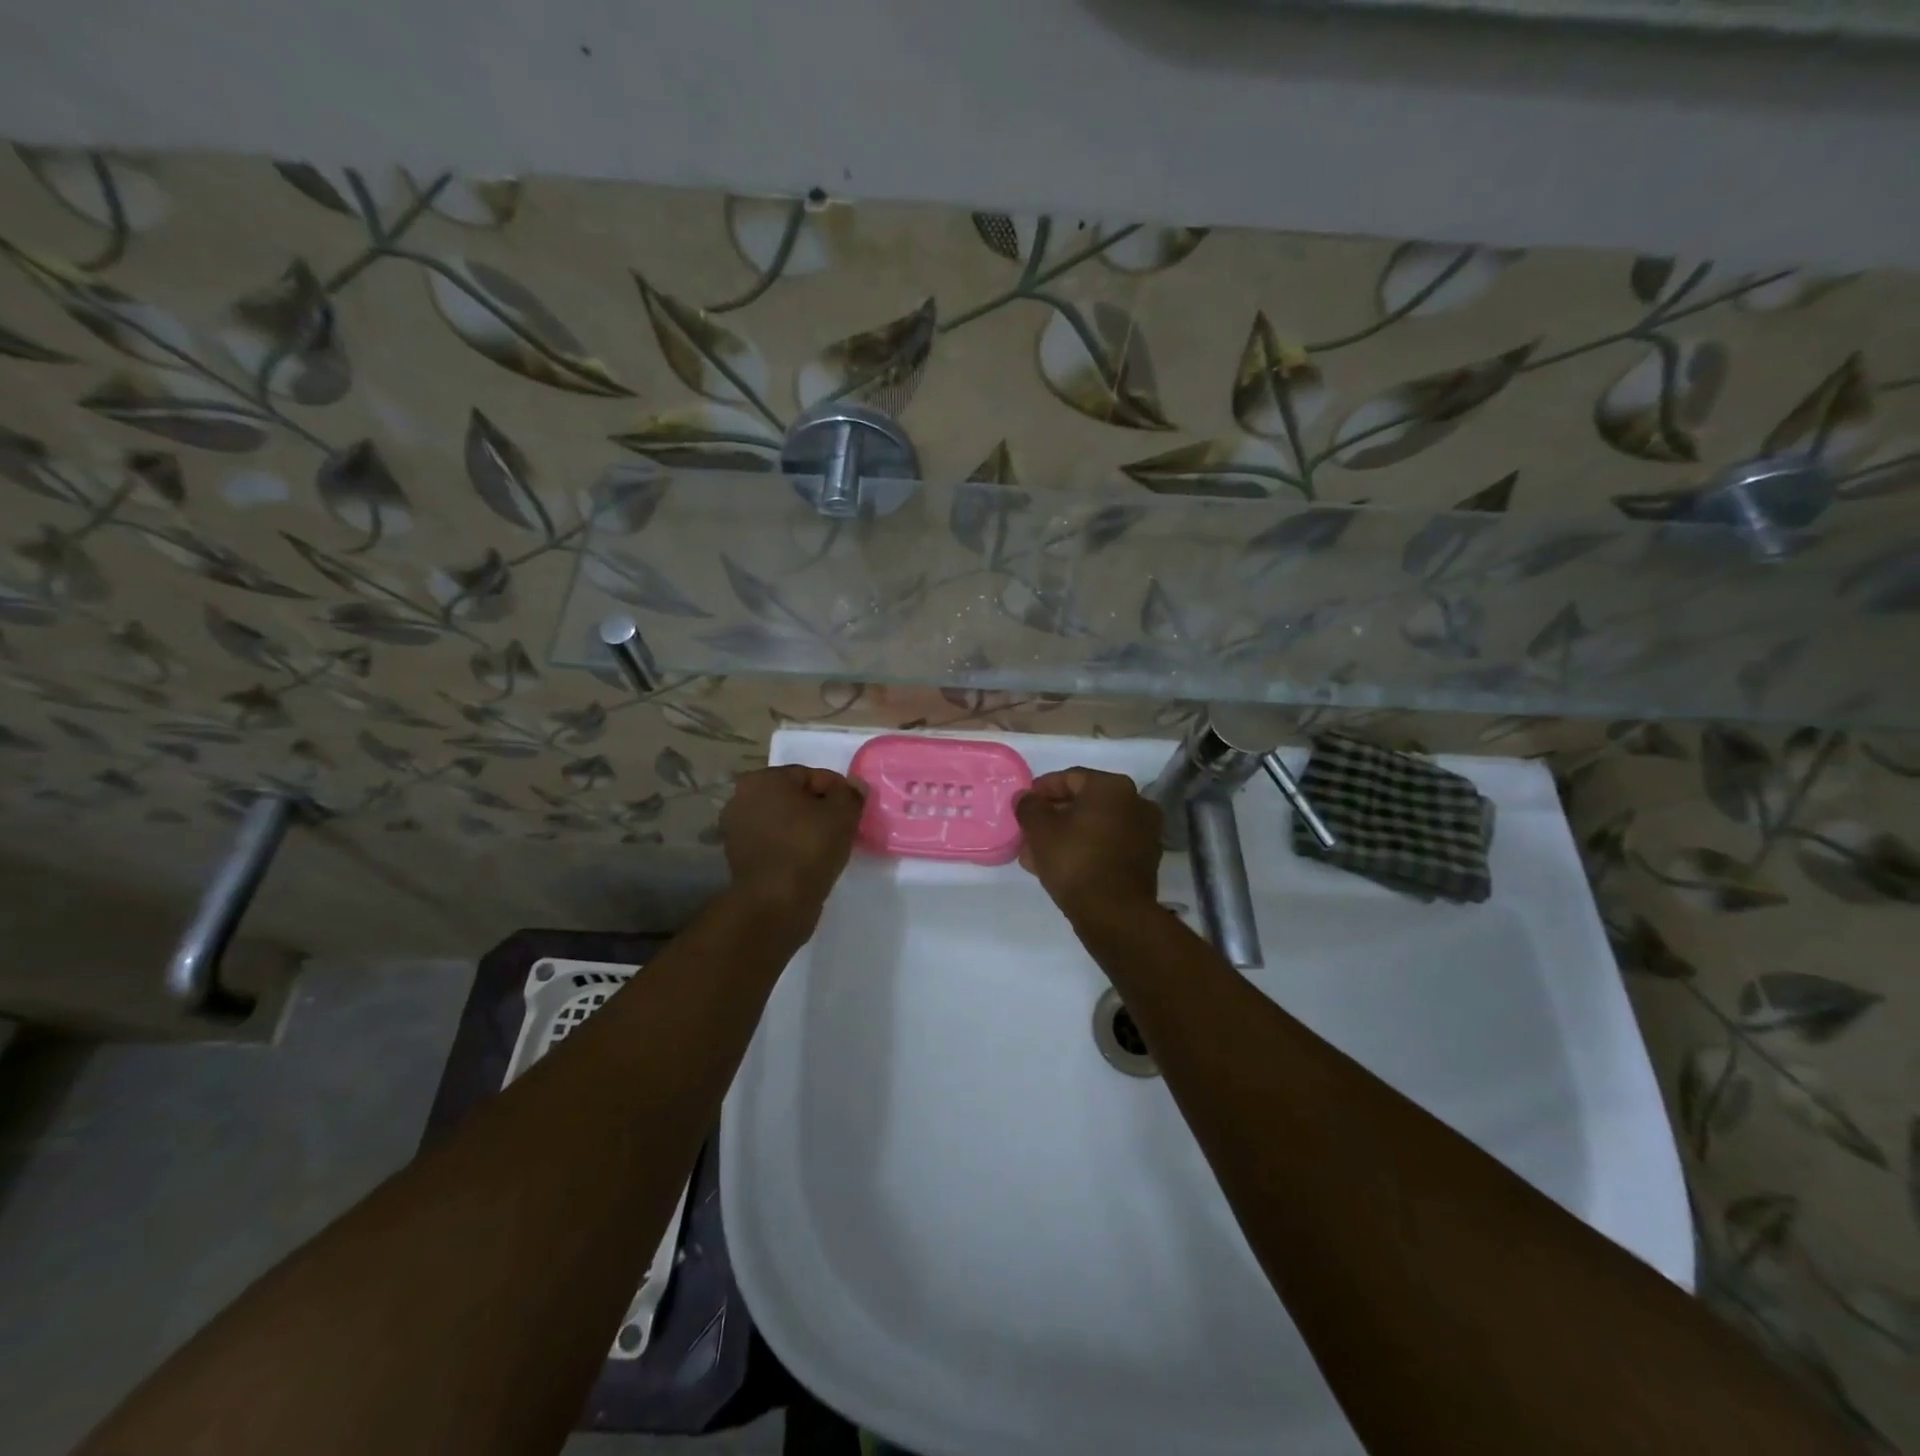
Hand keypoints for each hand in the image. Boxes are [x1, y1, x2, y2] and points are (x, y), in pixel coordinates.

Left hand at [721, 765, 865, 920]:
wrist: (776, 903)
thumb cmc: (808, 848)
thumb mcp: (842, 814)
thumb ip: (851, 794)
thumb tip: (854, 785)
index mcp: (762, 779)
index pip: (810, 775)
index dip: (837, 790)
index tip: (854, 809)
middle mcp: (741, 798)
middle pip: (794, 797)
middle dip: (819, 808)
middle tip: (844, 826)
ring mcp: (736, 829)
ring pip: (784, 820)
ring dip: (805, 828)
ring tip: (829, 844)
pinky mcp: (739, 857)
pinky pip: (774, 842)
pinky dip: (791, 846)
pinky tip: (810, 859)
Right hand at [1014, 768, 1161, 918]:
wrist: (1114, 913)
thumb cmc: (1074, 860)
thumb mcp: (1040, 830)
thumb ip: (1029, 806)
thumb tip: (1025, 797)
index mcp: (1112, 786)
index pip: (1069, 778)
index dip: (1041, 790)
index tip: (1023, 806)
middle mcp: (1136, 801)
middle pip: (1084, 803)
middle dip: (1053, 817)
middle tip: (1029, 833)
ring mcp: (1145, 831)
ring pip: (1095, 826)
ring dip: (1066, 836)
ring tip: (1038, 855)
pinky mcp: (1145, 859)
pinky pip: (1108, 844)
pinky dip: (1086, 849)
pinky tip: (1061, 866)